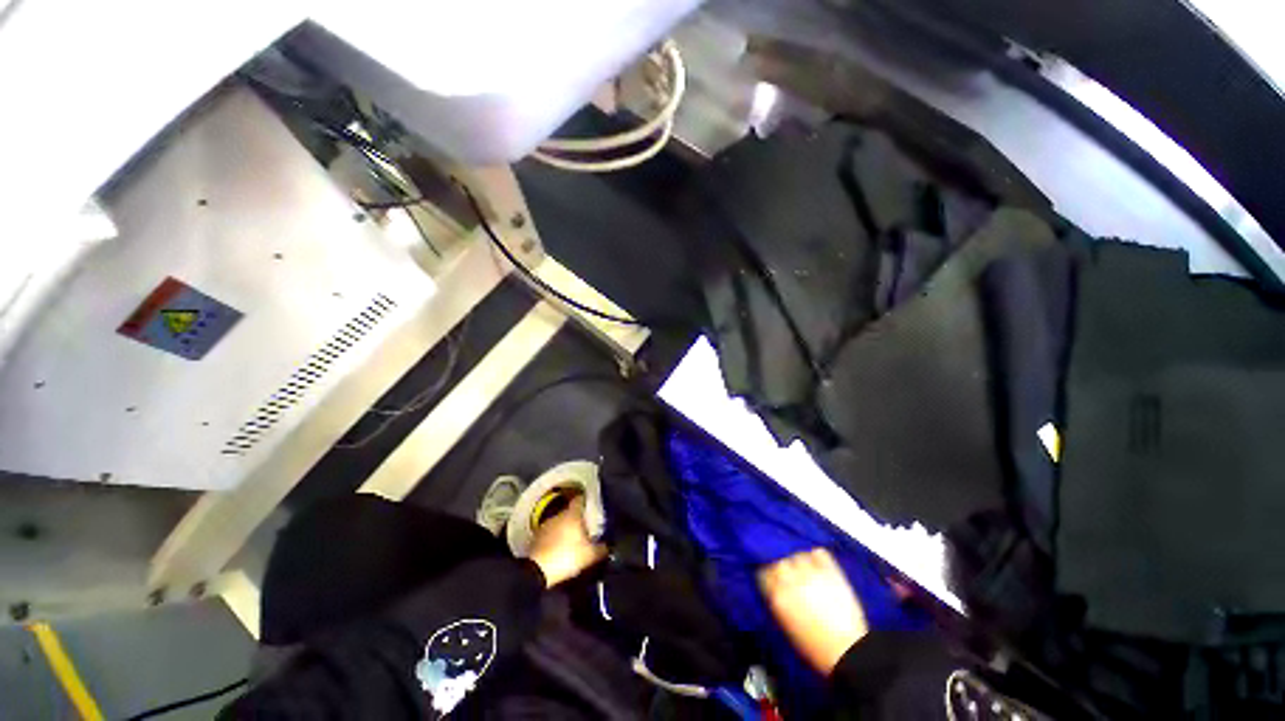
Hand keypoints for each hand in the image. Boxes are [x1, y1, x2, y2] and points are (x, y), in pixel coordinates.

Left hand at [528, 495, 606, 587]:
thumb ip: (602, 548)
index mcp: (572, 514)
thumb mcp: (590, 555)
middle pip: (570, 511)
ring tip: (574, 537)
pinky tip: (561, 546)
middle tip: (586, 524)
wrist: (536, 572)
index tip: (592, 504)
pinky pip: (550, 532)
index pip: (580, 499)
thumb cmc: (567, 556)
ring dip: (566, 527)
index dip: (586, 500)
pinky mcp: (536, 537)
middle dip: (577, 517)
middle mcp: (558, 514)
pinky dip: (556, 536)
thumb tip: (609, 545)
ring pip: (559, 521)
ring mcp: (545, 525)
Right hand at [758, 548, 868, 675]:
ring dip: (797, 559)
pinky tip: (815, 563)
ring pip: (796, 554)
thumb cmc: (813, 647)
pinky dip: (814, 556)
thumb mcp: (785, 626)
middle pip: (778, 560)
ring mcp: (810, 572)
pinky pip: (817, 553)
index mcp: (777, 596)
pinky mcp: (830, 570)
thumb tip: (772, 585)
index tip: (770, 576)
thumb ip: (776, 600)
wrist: (848, 651)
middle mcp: (790, 579)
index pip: (762, 572)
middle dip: (780, 565)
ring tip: (802, 567)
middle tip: (786, 572)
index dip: (766, 574)